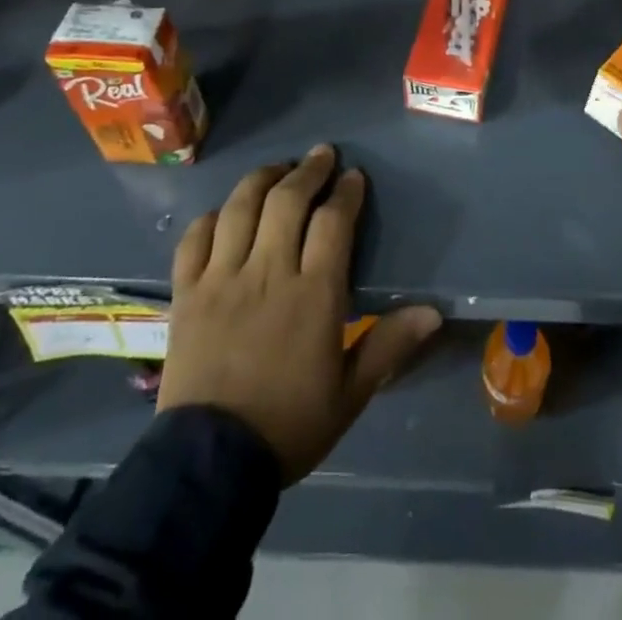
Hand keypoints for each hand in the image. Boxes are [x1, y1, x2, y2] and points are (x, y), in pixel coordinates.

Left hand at [159, 145, 441, 483]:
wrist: (209, 466)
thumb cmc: (288, 426)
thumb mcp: (350, 394)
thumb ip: (389, 346)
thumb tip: (434, 312)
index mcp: (313, 294)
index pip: (334, 222)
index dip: (346, 192)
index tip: (354, 177)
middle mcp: (268, 272)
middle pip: (288, 200)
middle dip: (309, 170)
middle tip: (322, 154)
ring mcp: (222, 278)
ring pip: (241, 208)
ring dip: (263, 179)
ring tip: (278, 169)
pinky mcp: (187, 293)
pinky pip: (195, 238)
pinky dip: (212, 217)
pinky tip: (225, 212)